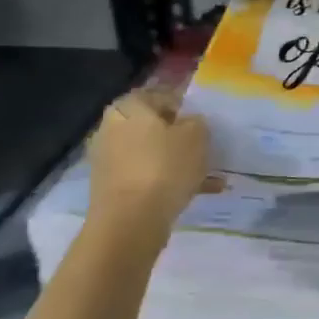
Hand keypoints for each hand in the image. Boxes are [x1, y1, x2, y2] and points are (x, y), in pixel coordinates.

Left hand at [87, 86, 210, 239]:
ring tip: (209, 174)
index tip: (202, 120)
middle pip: (153, 127)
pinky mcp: (113, 189)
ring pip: (152, 154)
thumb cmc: (164, 166)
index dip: (183, 105)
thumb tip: (189, 123)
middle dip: (178, 136)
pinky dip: (169, 182)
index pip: (159, 95)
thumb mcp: (196, 135)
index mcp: (128, 107)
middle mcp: (112, 129)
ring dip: (177, 162)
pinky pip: (148, 178)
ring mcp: (109, 161)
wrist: (130, 223)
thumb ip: (196, 122)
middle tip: (204, 146)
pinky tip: (199, 193)